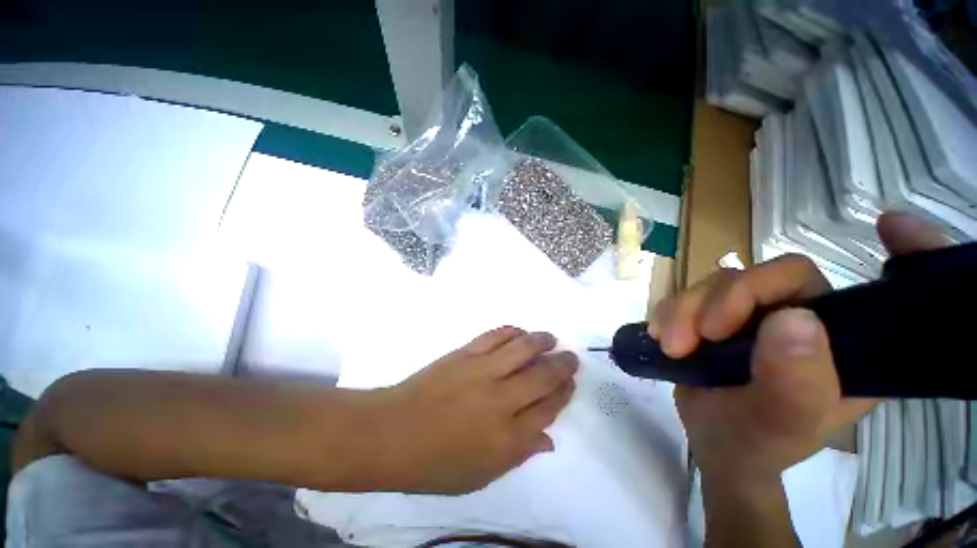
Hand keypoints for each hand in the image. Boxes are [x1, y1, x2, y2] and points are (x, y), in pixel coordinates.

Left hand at [371, 326, 576, 494]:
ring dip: (541, 341)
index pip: (548, 409)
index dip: (563, 394)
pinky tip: (519, 331)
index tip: (570, 384)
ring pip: (522, 349)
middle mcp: (501, 400)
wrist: (393, 433)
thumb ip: (519, 454)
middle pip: (542, 377)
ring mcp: (482, 371)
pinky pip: (495, 336)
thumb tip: (548, 439)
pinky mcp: (465, 353)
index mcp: (507, 438)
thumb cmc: (435, 463)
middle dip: (562, 365)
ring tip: (551, 338)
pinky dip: (511, 331)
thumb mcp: (481, 475)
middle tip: (571, 357)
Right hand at [650, 212, 950, 483]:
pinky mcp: (715, 314)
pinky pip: (686, 295)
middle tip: (686, 340)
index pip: (852, 291)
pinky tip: (660, 335)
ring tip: (669, 345)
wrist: (713, 443)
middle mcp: (805, 319)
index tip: (891, 224)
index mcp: (844, 346)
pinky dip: (668, 311)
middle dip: (716, 303)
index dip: (881, 257)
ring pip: (714, 284)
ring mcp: (755, 314)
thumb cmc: (753, 444)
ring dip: (682, 311)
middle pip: (762, 278)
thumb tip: (792, 318)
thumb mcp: (777, 425)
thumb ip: (794, 384)